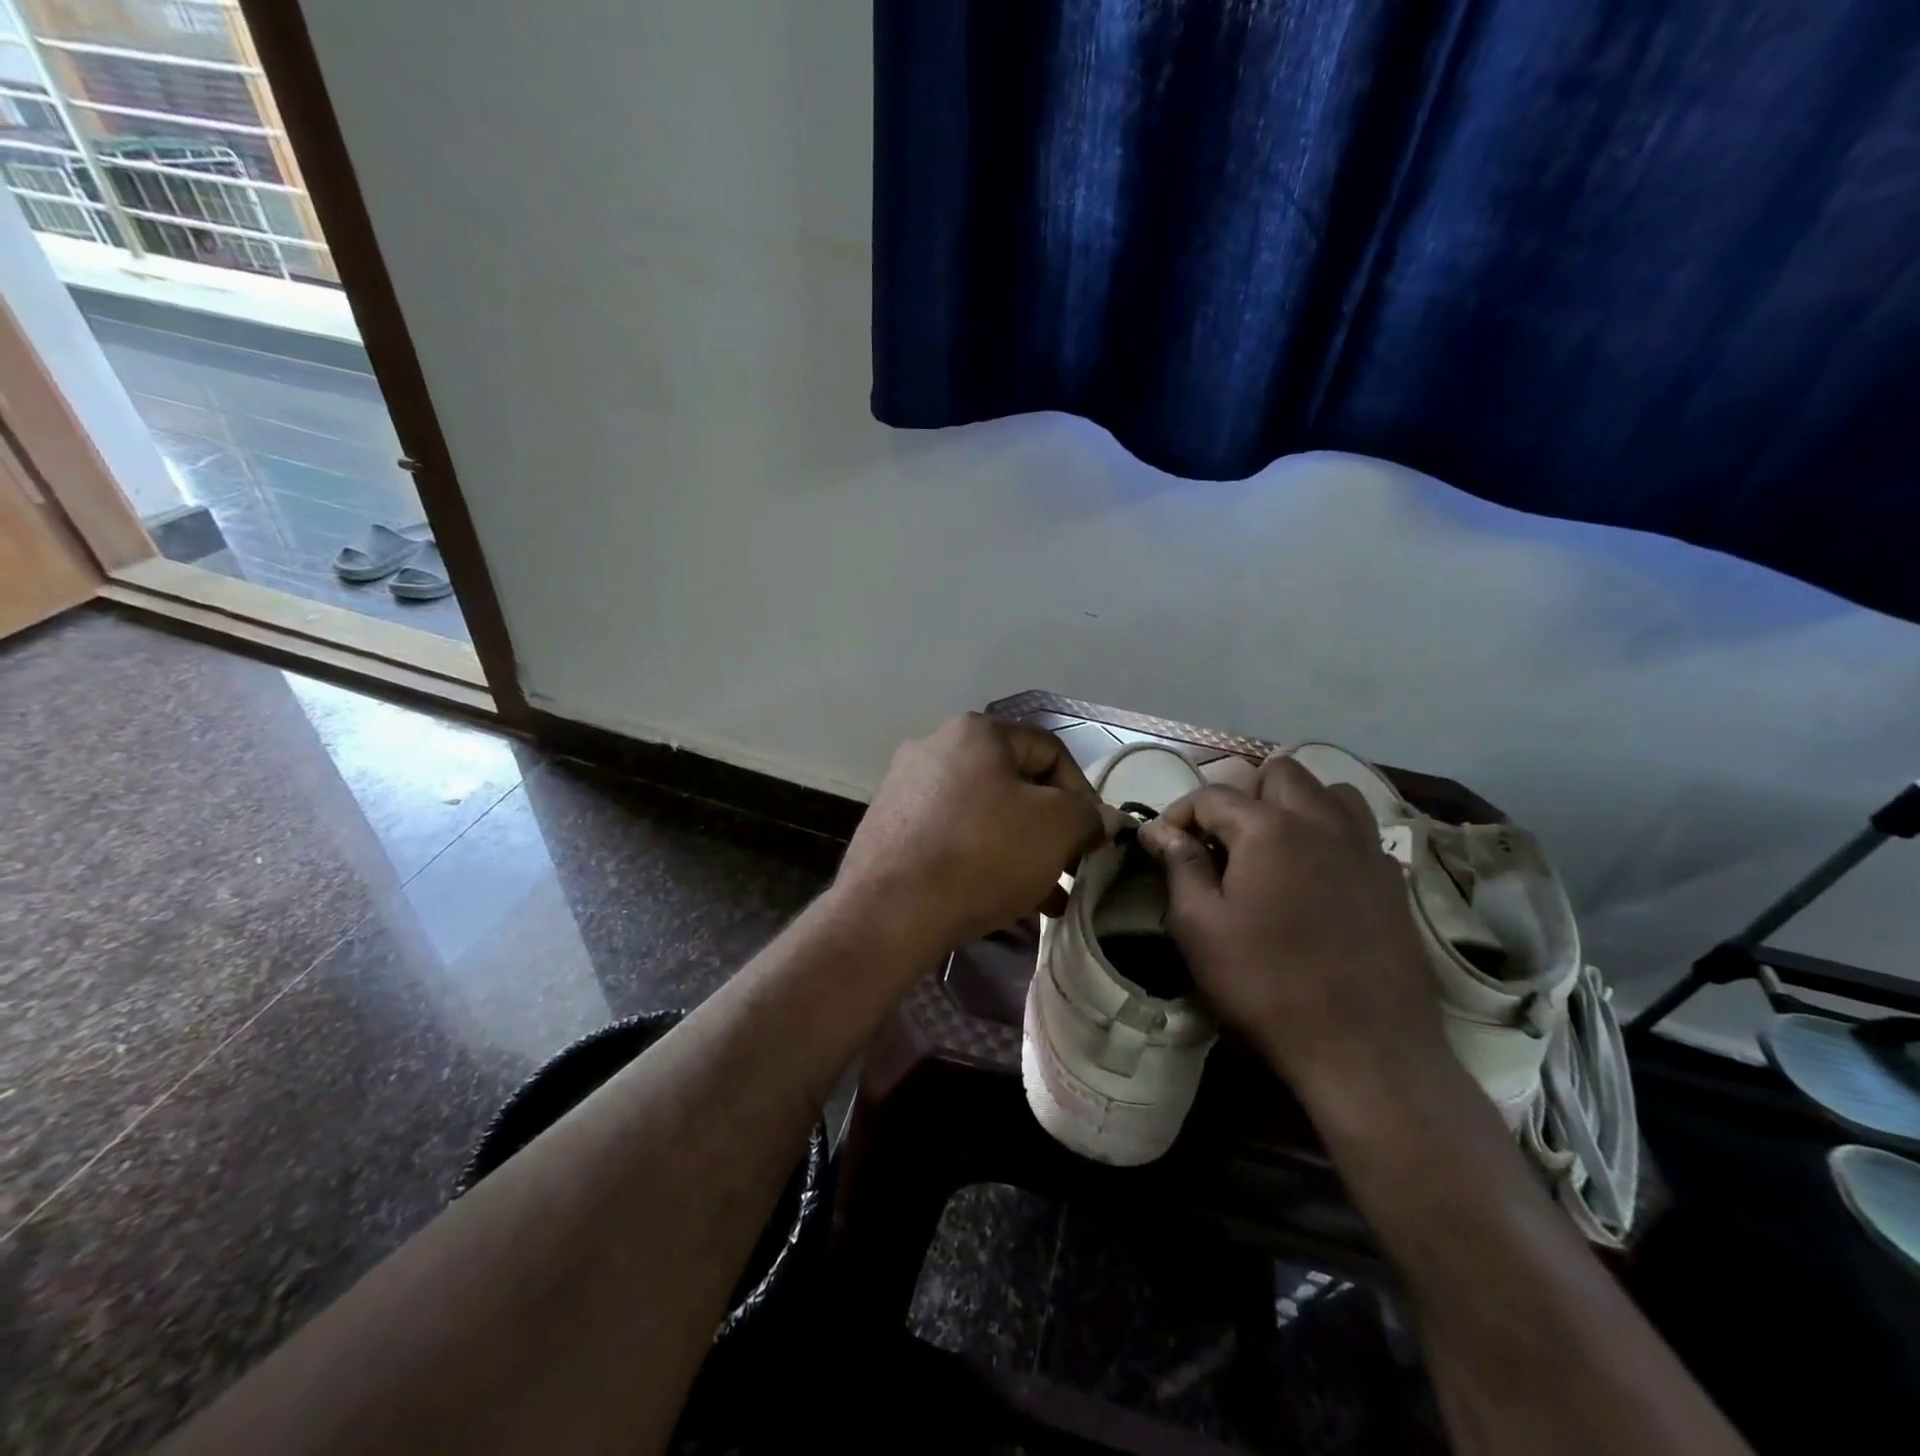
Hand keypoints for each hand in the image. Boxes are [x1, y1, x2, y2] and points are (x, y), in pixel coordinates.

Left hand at [835, 714, 1107, 956]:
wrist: (889, 911)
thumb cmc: (982, 855)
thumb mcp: (1056, 828)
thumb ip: (1088, 815)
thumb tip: (1098, 819)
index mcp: (976, 731)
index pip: (1050, 751)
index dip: (1083, 793)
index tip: (1091, 839)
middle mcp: (936, 746)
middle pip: (1015, 784)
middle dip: (1049, 829)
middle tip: (1069, 868)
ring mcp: (906, 786)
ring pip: (984, 814)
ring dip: (1020, 850)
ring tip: (1045, 897)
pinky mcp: (890, 826)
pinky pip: (952, 835)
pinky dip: (982, 859)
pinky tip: (1002, 899)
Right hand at [1137, 757, 1449, 1100]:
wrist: (1365, 1050)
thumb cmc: (1265, 984)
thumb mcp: (1200, 927)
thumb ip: (1179, 866)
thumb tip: (1159, 829)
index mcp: (1269, 828)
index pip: (1212, 795)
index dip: (1179, 815)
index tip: (1163, 847)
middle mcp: (1322, 822)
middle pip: (1280, 773)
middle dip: (1243, 794)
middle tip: (1223, 841)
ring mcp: (1366, 849)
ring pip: (1330, 792)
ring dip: (1296, 805)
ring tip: (1275, 847)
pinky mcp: (1394, 881)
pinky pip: (1359, 832)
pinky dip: (1332, 836)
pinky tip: (1318, 879)